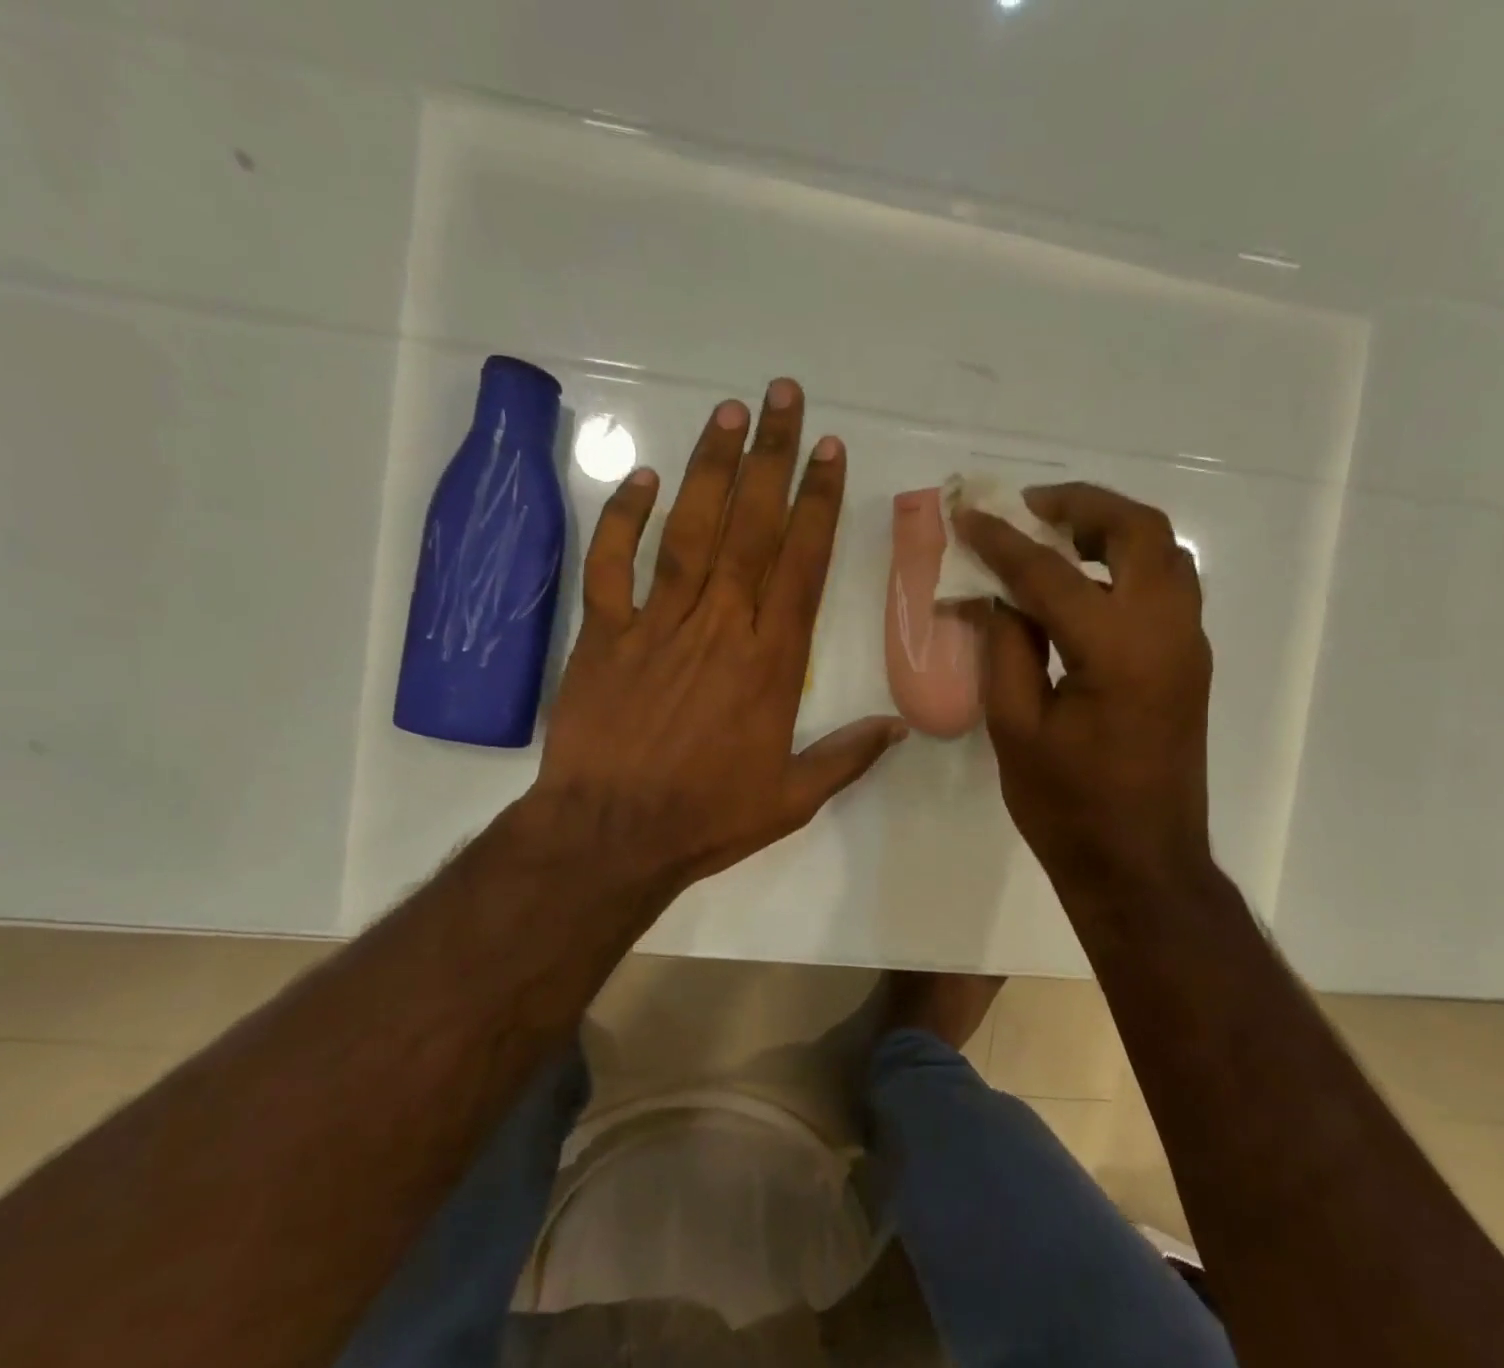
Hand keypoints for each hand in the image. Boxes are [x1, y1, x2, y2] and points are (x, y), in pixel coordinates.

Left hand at [526, 380, 905, 898]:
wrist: (611, 835)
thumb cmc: (707, 816)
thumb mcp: (792, 799)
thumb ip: (847, 757)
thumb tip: (900, 728)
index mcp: (771, 662)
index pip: (801, 564)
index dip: (818, 503)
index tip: (829, 452)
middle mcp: (720, 626)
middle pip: (752, 528)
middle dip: (772, 458)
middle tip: (784, 396)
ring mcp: (657, 623)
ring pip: (689, 530)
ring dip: (711, 469)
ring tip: (730, 413)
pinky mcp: (603, 633)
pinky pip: (612, 564)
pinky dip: (624, 518)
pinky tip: (641, 476)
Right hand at [953, 482, 1213, 899]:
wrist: (1139, 865)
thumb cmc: (1068, 807)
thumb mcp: (1016, 728)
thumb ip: (1005, 648)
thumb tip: (994, 593)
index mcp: (1117, 649)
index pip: (1051, 572)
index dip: (1002, 541)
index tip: (966, 515)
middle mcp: (1167, 631)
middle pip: (1139, 531)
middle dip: (1082, 505)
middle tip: (1029, 508)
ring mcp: (1188, 646)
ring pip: (1163, 553)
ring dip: (1111, 530)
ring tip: (1055, 537)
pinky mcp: (1188, 664)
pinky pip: (1165, 586)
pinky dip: (1126, 564)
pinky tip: (1081, 585)